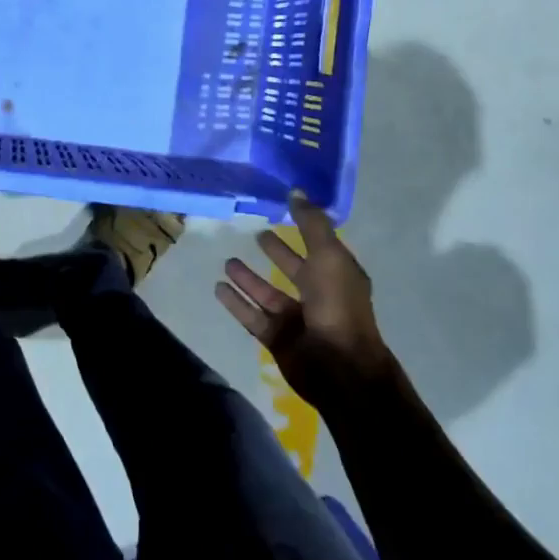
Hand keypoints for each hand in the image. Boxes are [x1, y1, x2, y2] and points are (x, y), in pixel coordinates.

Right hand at [217, 191, 401, 408]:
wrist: (340, 369)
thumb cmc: (337, 307)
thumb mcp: (328, 257)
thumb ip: (311, 224)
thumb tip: (295, 191)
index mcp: (337, 275)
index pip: (318, 245)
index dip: (304, 227)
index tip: (284, 208)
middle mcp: (318, 295)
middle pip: (294, 268)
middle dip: (277, 252)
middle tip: (256, 234)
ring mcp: (297, 319)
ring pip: (267, 293)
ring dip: (249, 278)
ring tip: (227, 261)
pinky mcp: (277, 339)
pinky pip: (252, 315)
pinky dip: (236, 302)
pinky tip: (218, 287)